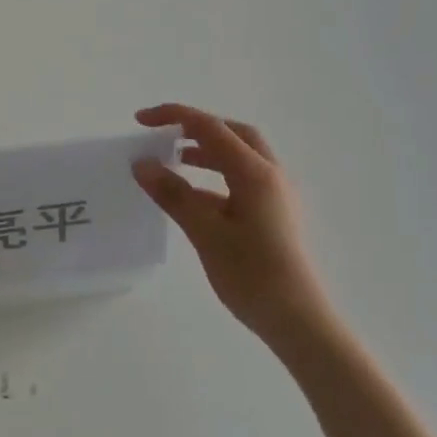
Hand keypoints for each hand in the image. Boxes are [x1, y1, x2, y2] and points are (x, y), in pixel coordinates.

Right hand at [132, 104, 338, 346]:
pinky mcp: (273, 216)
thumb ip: (174, 194)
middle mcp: (270, 176)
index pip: (211, 128)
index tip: (140, 120)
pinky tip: (192, 198)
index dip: (174, 117)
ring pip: (239, 159)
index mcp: (256, 173)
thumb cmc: (251, 274)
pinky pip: (241, 183)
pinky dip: (215, 179)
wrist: (297, 319)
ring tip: (173, 162)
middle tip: (164, 136)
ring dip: (206, 153)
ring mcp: (275, 196)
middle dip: (197, 128)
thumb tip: (142, 164)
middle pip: (234, 135)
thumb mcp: (205, 232)